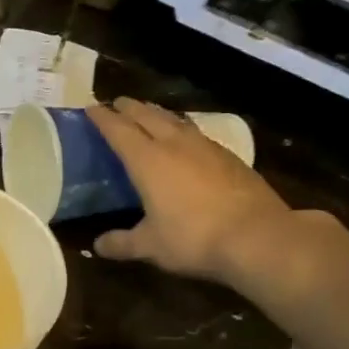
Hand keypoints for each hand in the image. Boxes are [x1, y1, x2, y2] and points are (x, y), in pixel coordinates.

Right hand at [88, 98, 292, 283]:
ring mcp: (206, 148)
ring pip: (175, 121)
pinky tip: (186, 138)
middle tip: (117, 103)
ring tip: (148, 112)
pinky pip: (197, 133)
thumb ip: (121, 243)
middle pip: (148, 116)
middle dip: (130, 108)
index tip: (90, 107)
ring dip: (157, 113)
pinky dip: (182, 129)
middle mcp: (175, 145)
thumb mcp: (150, 246)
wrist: (258, 236)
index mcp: (147, 161)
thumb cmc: (193, 238)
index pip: (119, 131)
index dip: (103, 118)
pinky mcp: (229, 157)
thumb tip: (98, 245)